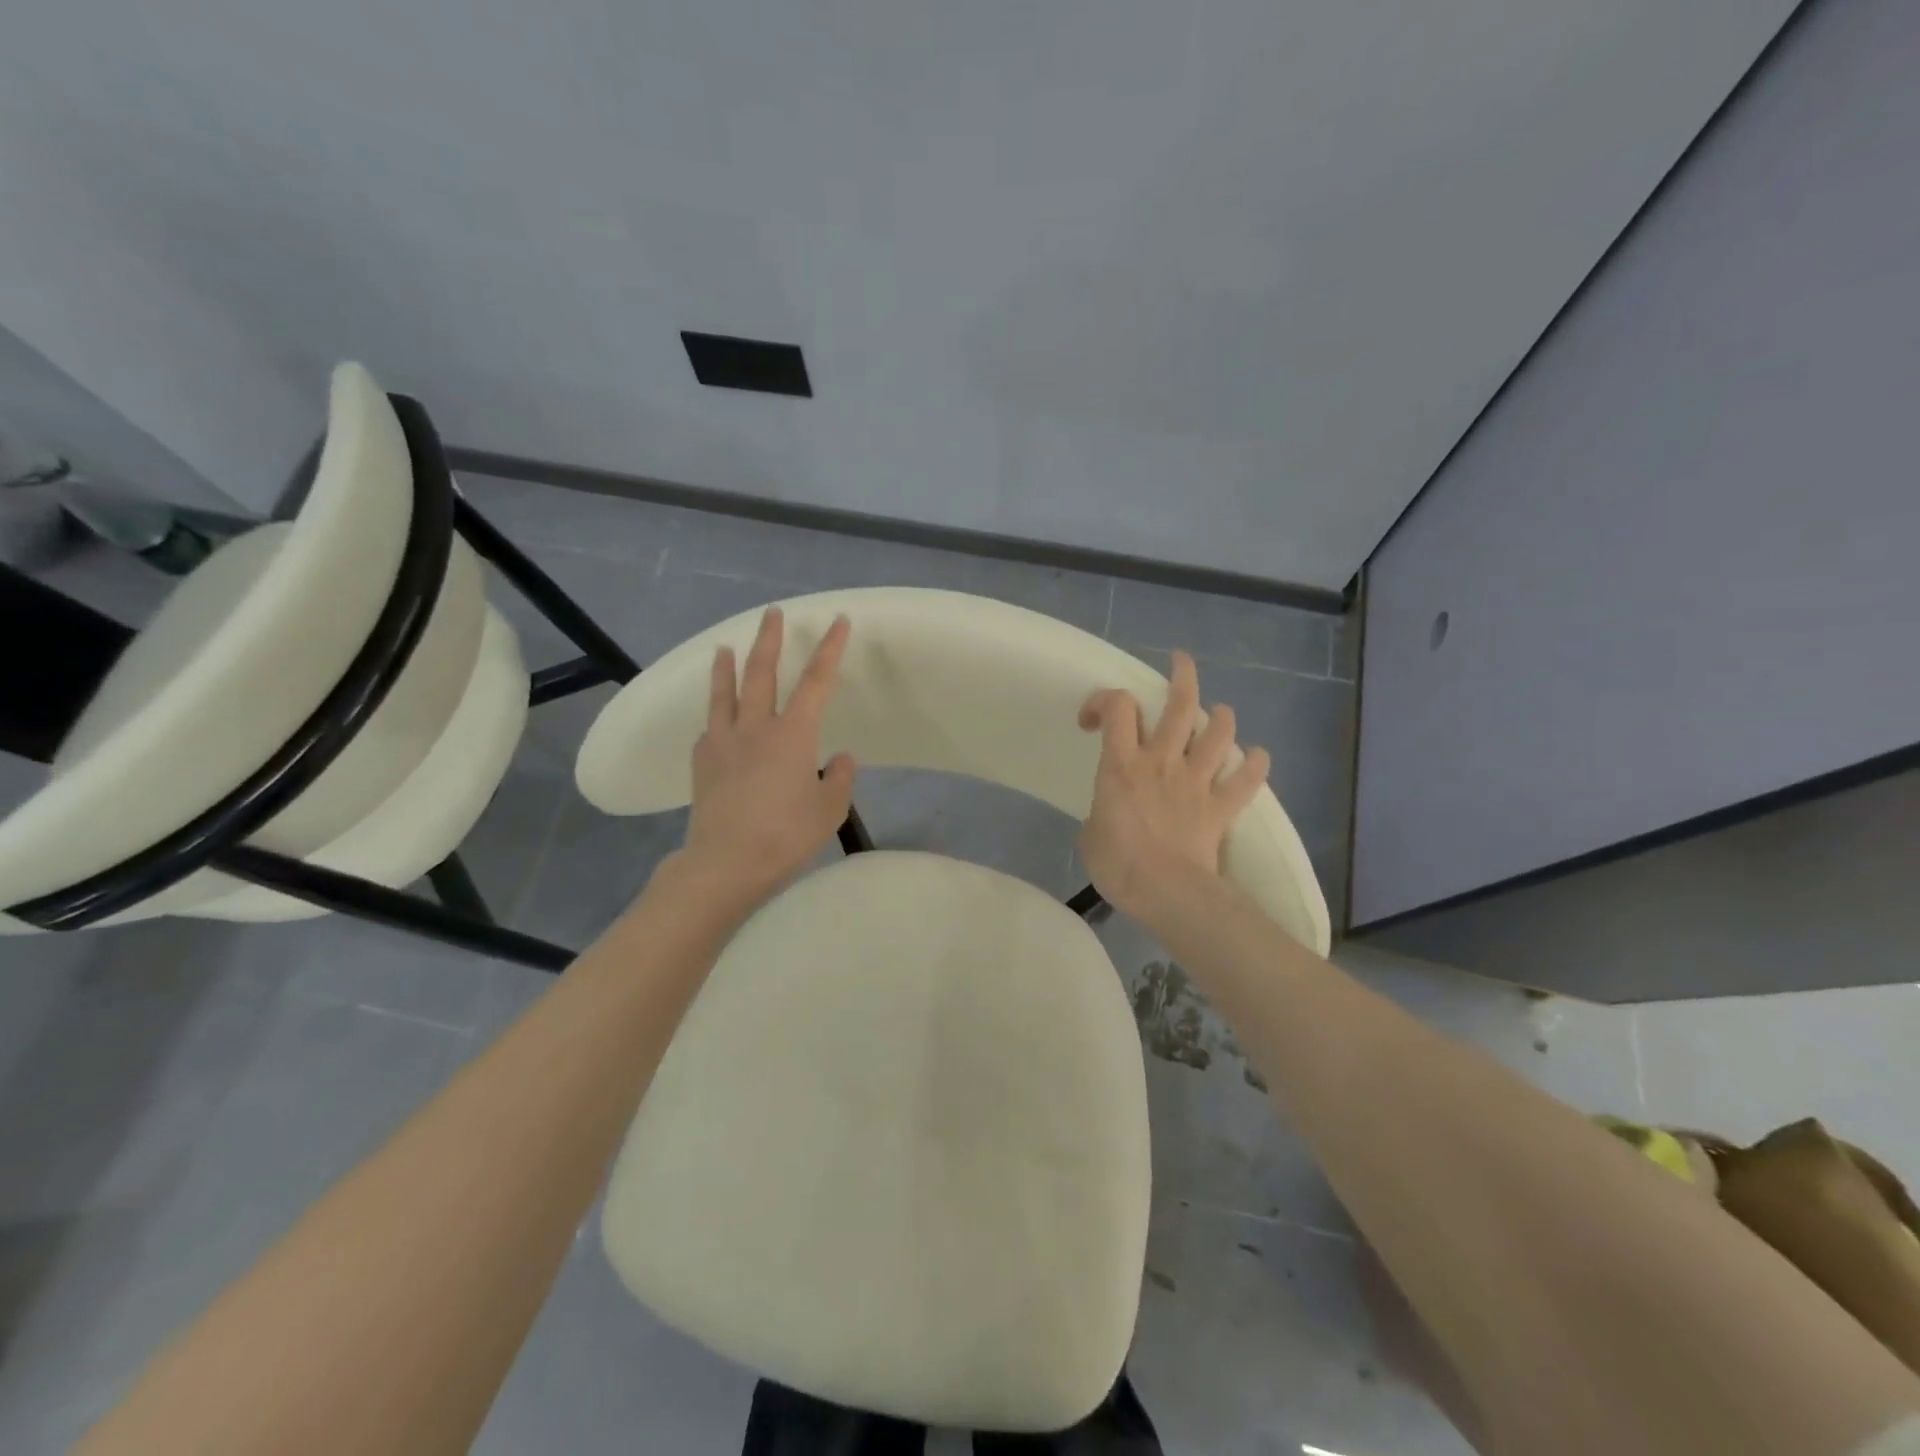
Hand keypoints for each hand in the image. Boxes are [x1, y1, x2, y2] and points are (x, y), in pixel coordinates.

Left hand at [675, 607, 856, 909]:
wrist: (726, 863)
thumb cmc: (786, 835)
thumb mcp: (830, 810)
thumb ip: (840, 779)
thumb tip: (840, 758)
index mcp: (793, 734)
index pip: (817, 681)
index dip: (830, 649)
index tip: (837, 621)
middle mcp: (756, 728)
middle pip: (762, 673)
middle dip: (770, 640)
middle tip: (771, 613)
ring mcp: (722, 742)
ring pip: (725, 693)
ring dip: (727, 666)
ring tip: (724, 647)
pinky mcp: (702, 763)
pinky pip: (709, 729)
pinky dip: (716, 717)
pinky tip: (716, 722)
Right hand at [1077, 650, 1269, 923]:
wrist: (1166, 893)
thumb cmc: (1118, 864)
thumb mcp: (1090, 834)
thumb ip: (1101, 812)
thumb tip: (1110, 815)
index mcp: (1122, 764)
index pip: (1116, 707)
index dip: (1103, 700)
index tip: (1093, 719)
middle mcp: (1162, 761)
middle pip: (1179, 705)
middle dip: (1183, 676)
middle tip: (1181, 662)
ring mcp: (1196, 781)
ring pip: (1218, 733)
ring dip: (1221, 717)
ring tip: (1219, 713)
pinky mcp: (1220, 807)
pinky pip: (1246, 780)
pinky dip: (1255, 765)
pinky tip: (1256, 757)